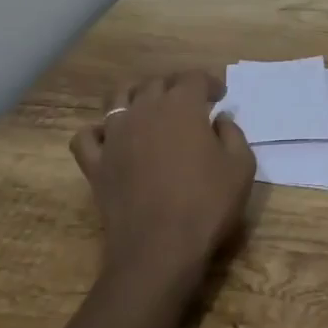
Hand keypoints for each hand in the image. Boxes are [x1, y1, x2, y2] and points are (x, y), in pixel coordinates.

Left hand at [69, 70, 256, 288]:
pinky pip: (87, 137)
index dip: (209, 83)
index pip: (194, 78)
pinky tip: (110, 139)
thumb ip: (233, 134)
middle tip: (189, 103)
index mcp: (182, 106)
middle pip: (156, 83)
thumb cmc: (206, 205)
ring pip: (118, 98)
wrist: (159, 250)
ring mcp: (115, 135)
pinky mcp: (95, 163)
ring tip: (148, 110)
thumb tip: (219, 120)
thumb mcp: (241, 168)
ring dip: (136, 97)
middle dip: (175, 86)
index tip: (219, 96)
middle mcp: (144, 110)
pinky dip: (97, 132)